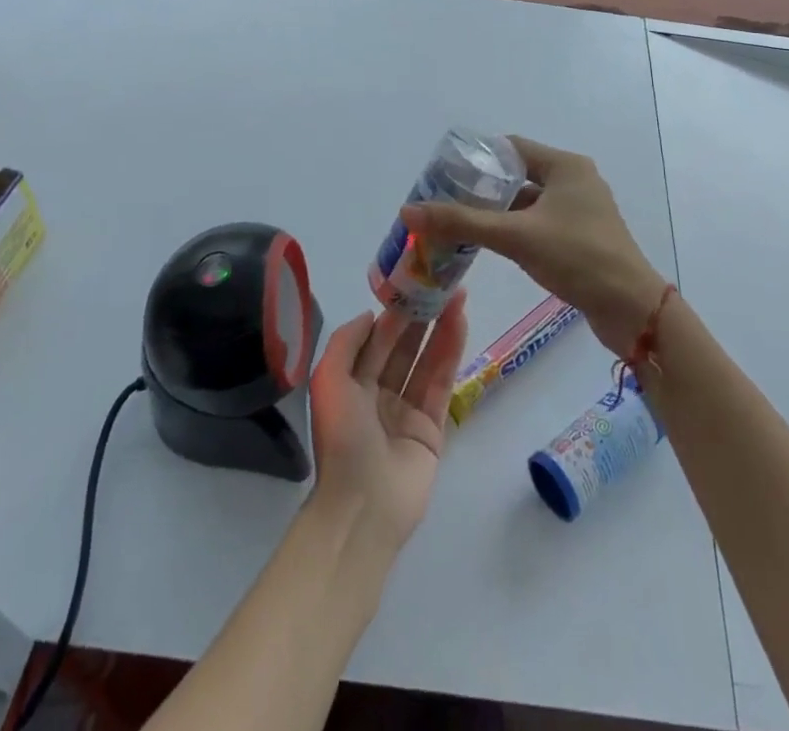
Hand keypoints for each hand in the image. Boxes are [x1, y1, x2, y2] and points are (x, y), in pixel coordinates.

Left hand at [308, 294, 468, 552]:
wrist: (364, 507)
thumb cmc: (342, 440)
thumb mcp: (328, 382)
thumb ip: (346, 342)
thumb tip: (372, 314)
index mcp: (351, 383)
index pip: (376, 338)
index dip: (394, 310)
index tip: (413, 281)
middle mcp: (378, 392)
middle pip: (404, 345)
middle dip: (421, 314)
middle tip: (442, 282)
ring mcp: (407, 409)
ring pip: (426, 359)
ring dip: (441, 326)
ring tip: (458, 294)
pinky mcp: (432, 426)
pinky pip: (442, 381)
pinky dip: (451, 352)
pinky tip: (460, 323)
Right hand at [399, 138, 666, 357]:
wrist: (631, 309)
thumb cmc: (577, 257)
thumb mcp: (516, 236)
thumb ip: (462, 221)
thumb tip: (409, 211)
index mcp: (566, 166)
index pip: (511, 148)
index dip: (477, 158)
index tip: (444, 174)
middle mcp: (575, 181)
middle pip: (518, 175)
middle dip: (482, 188)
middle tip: (444, 201)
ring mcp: (580, 211)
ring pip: (527, 203)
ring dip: (496, 212)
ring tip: (457, 224)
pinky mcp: (580, 238)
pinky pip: (538, 224)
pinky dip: (514, 230)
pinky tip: (488, 245)